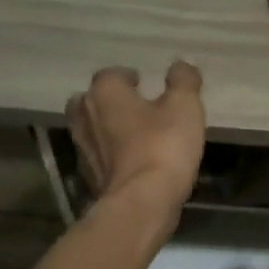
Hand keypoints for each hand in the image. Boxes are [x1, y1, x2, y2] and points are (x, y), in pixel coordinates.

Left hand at [66, 62, 205, 232]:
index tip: (146, 84)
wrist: (141, 202)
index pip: (111, 74)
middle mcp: (85, 115)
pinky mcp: (88, 177)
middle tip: (135, 106)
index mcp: (105, 93)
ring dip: (108, 127)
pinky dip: (111, 153)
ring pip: (92, 128)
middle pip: (91, 100)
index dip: (129, 77)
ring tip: (135, 133)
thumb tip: (180, 66)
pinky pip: (99, 155)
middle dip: (110, 101)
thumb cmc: (163, 145)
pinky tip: (132, 159)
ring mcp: (83, 148)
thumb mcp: (184, 106)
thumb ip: (183, 81)